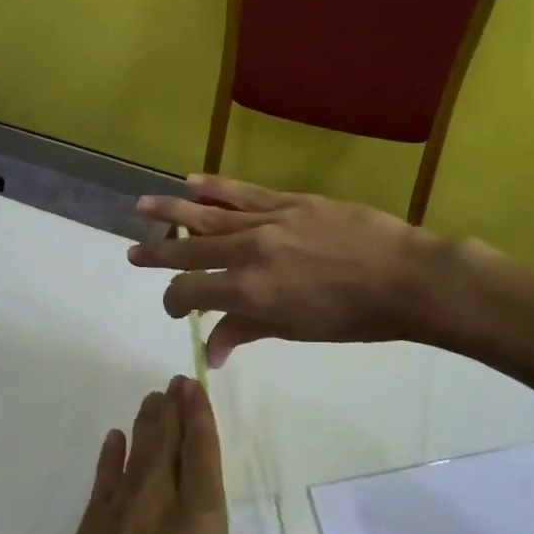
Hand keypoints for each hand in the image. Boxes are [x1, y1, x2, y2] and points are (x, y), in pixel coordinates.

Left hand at [15, 375, 281, 533]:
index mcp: (197, 527)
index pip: (201, 455)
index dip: (200, 417)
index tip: (194, 387)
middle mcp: (154, 510)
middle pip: (165, 446)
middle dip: (171, 410)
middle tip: (172, 383)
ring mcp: (112, 522)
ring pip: (133, 457)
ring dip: (144, 425)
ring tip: (151, 401)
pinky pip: (102, 484)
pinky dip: (110, 458)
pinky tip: (113, 443)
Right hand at [129, 174, 450, 366]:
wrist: (403, 277)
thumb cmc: (352, 317)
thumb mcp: (296, 330)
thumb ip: (247, 331)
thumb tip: (210, 352)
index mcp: (249, 291)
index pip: (193, 292)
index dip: (176, 301)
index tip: (176, 309)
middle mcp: (248, 252)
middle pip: (190, 250)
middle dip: (158, 253)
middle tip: (131, 252)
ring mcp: (267, 221)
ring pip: (208, 214)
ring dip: (172, 211)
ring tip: (142, 206)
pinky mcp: (288, 201)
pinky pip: (243, 192)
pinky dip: (215, 187)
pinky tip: (191, 181)